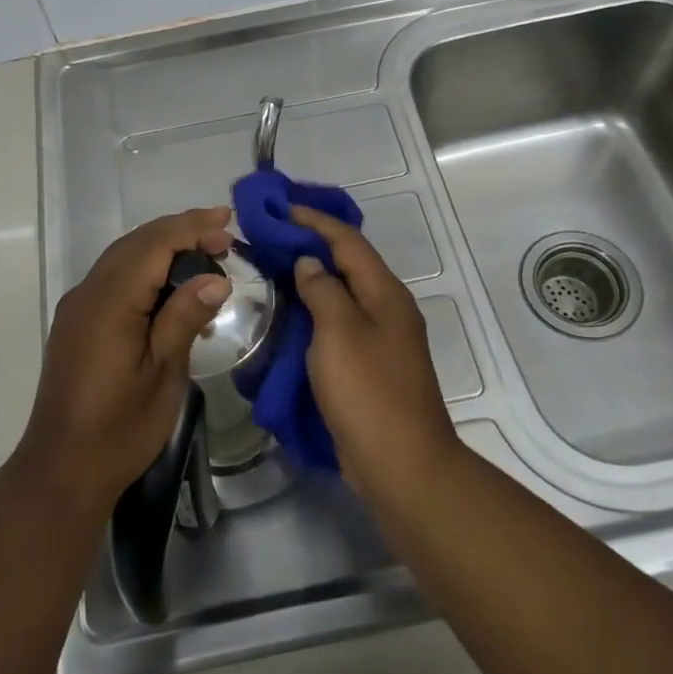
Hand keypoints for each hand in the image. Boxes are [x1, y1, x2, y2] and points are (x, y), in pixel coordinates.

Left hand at [19, 207, 233, 510]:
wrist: (62, 470)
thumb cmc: (120, 428)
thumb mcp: (162, 375)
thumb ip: (184, 319)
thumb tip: (215, 279)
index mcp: (110, 302)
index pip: (154, 244)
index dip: (192, 228)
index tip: (229, 224)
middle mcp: (88, 293)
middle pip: (136, 242)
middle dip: (180, 231)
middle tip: (224, 235)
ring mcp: (78, 307)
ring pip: (122, 256)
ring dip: (162, 246)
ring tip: (204, 251)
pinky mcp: (76, 322)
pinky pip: (113, 277)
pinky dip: (145, 267)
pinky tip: (170, 283)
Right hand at [289, 205, 460, 500]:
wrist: (402, 465)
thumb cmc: (369, 392)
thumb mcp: (340, 333)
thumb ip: (323, 291)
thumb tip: (310, 264)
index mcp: (386, 294)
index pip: (348, 241)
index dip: (315, 221)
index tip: (280, 208)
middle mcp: (388, 309)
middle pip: (348, 264)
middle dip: (312, 245)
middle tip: (270, 236)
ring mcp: (381, 340)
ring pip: (343, 295)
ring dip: (312, 279)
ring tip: (273, 268)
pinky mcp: (370, 367)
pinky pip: (339, 325)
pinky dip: (315, 312)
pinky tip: (290, 315)